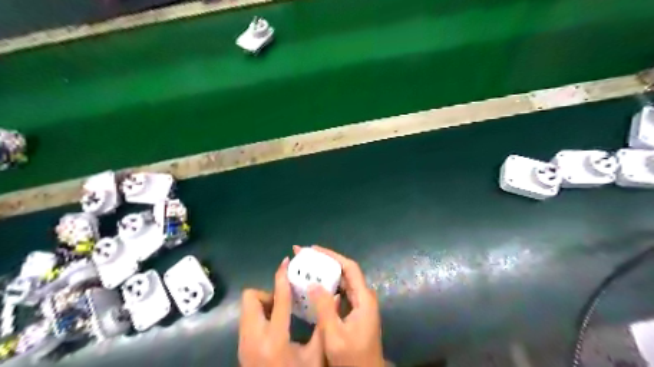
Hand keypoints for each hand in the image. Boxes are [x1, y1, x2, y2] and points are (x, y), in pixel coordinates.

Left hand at [239, 258, 323, 366]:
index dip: (282, 277)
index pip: (278, 298)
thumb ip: (324, 326)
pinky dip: (259, 316)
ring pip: (247, 308)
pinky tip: (275, 327)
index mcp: (274, 339)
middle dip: (268, 294)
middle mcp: (253, 338)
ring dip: (264, 305)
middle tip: (285, 302)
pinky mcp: (241, 348)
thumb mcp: (315, 356)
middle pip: (251, 298)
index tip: (286, 262)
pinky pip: (247, 320)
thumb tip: (334, 299)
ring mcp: (243, 344)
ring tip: (281, 315)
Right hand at [294, 246, 383, 364]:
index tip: (314, 249)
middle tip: (304, 255)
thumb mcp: (335, 335)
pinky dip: (326, 285)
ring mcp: (359, 304)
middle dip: (325, 261)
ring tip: (305, 266)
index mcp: (364, 298)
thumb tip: (314, 284)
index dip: (332, 256)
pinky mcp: (354, 311)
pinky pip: (340, 292)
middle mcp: (363, 296)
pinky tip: (313, 286)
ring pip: (342, 281)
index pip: (349, 268)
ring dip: (325, 272)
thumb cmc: (353, 358)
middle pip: (345, 271)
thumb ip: (325, 309)